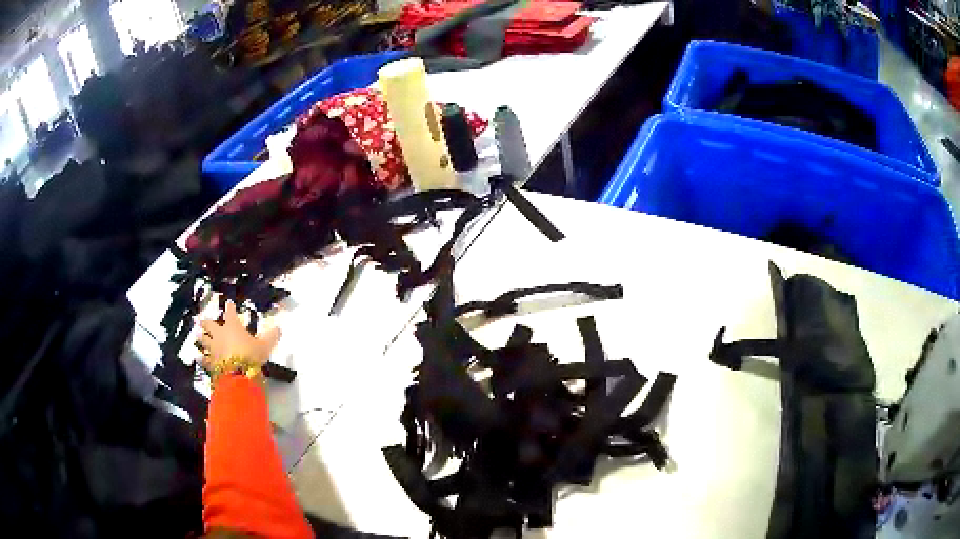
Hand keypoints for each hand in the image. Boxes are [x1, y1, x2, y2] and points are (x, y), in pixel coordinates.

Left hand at [198, 300, 280, 370]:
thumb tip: (278, 328)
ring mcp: (214, 349)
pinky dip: (201, 357)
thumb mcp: (266, 345)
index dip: (230, 308)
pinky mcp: (211, 362)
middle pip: (210, 325)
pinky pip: (204, 359)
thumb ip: (271, 336)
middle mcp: (220, 335)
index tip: (229, 303)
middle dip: (206, 322)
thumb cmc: (251, 355)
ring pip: (204, 340)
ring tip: (197, 334)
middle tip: (201, 320)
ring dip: (201, 337)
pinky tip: (198, 357)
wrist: (238, 374)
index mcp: (232, 327)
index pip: (230, 313)